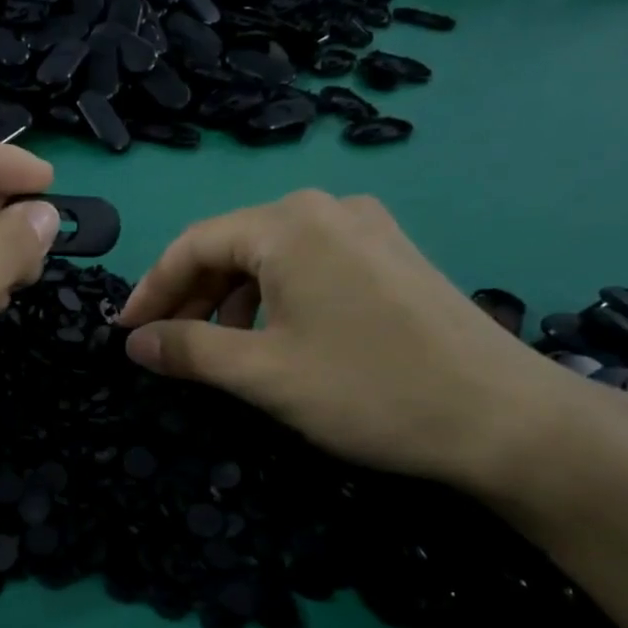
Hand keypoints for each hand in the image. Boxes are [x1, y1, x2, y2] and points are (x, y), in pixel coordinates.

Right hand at [117, 190, 586, 492]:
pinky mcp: (391, 256)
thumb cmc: (368, 390)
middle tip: (163, 345)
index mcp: (289, 224)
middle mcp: (327, 209)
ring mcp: (366, 229)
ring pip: (270, 257)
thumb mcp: (262, 374)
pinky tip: (273, 337)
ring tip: (216, 348)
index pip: (193, 244)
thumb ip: (189, 350)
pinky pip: (309, 266)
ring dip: (230, 300)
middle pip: (231, 245)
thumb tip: (135, 342)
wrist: (503, 418)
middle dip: (190, 296)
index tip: (124, 333)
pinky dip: (273, 298)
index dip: (151, 289)